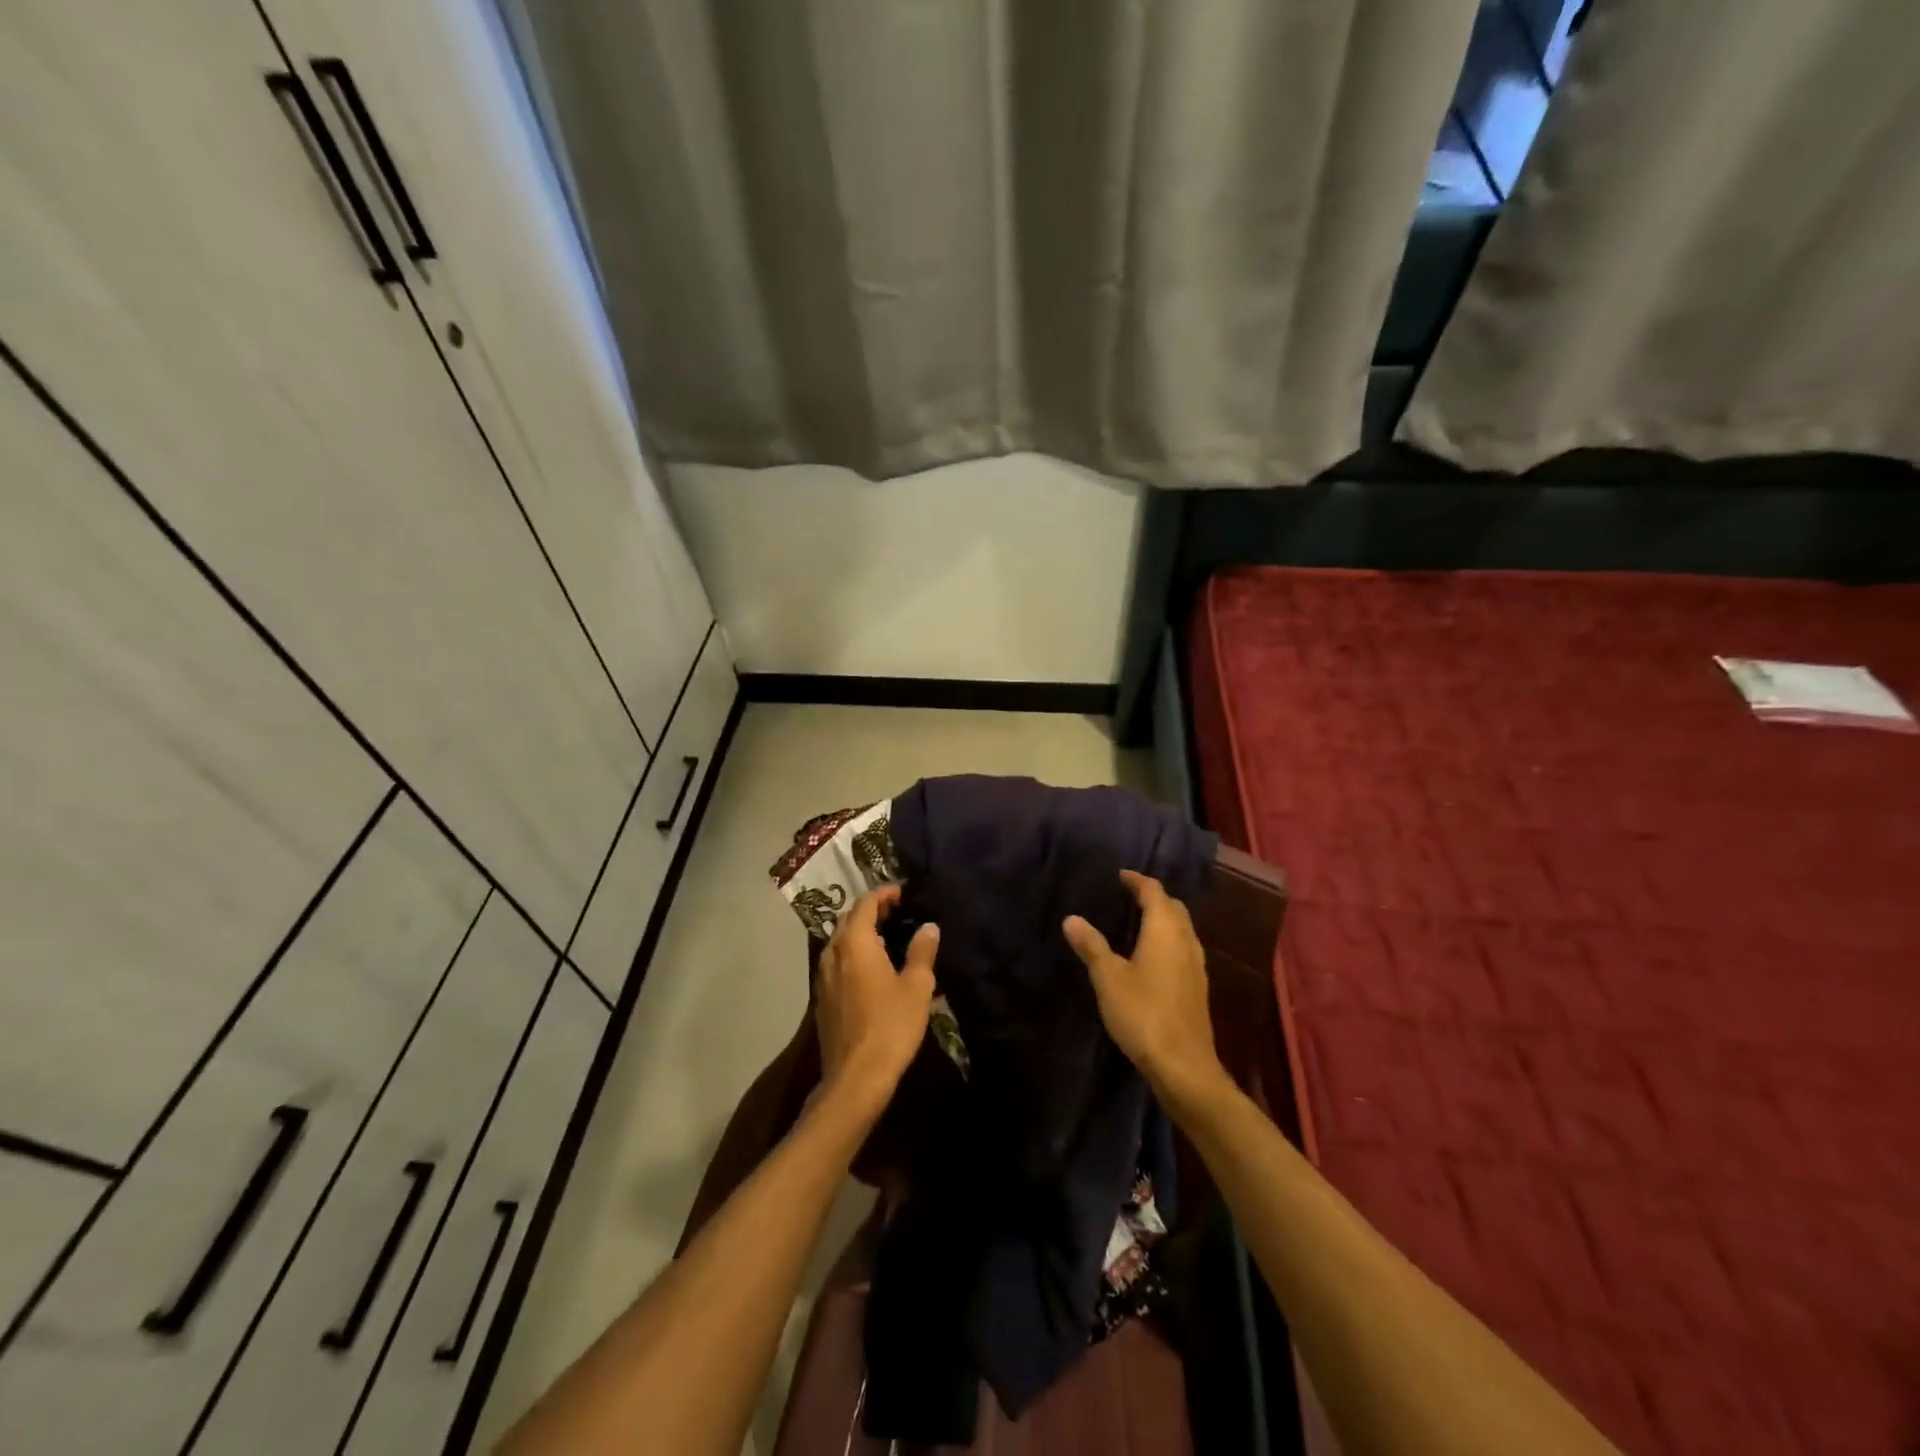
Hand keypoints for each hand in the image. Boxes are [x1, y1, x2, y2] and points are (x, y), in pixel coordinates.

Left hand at [814, 886, 938, 1119]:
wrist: (856, 1078)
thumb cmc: (890, 1026)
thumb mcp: (917, 987)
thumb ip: (922, 951)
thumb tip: (928, 927)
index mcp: (854, 943)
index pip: (865, 904)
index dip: (884, 894)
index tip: (904, 893)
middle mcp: (833, 953)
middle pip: (848, 920)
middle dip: (871, 911)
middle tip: (898, 913)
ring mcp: (823, 977)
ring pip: (840, 942)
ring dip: (860, 933)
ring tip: (888, 938)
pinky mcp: (822, 998)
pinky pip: (837, 963)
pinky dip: (853, 955)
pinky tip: (873, 970)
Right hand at [1064, 871, 1228, 1112]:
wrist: (1183, 1065)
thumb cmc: (1143, 1013)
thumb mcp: (1108, 978)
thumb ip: (1091, 946)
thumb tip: (1071, 919)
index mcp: (1165, 930)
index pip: (1154, 892)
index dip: (1137, 880)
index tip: (1121, 875)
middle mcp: (1186, 940)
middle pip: (1173, 907)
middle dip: (1153, 897)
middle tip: (1128, 895)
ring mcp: (1196, 964)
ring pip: (1182, 928)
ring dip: (1163, 918)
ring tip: (1138, 921)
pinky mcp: (1198, 986)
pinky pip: (1183, 948)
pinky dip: (1168, 939)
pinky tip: (1152, 955)